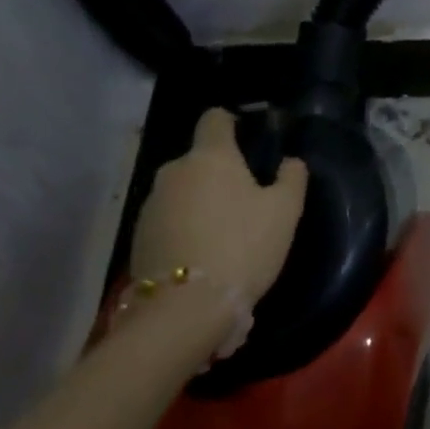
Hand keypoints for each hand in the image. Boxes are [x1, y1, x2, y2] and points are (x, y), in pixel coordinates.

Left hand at [131, 107, 307, 315]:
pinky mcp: (137, 238)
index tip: (249, 139)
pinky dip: (184, 226)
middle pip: (200, 159)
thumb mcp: (286, 210)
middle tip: (246, 198)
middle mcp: (174, 171)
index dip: (233, 122)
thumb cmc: (242, 246)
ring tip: (224, 231)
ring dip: (201, 201)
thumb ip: (292, 176)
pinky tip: (202, 252)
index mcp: (210, 156)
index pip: (215, 118)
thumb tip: (289, 161)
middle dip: (220, 171)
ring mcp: (150, 206)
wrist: (184, 310)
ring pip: (183, 190)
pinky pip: (168, 219)